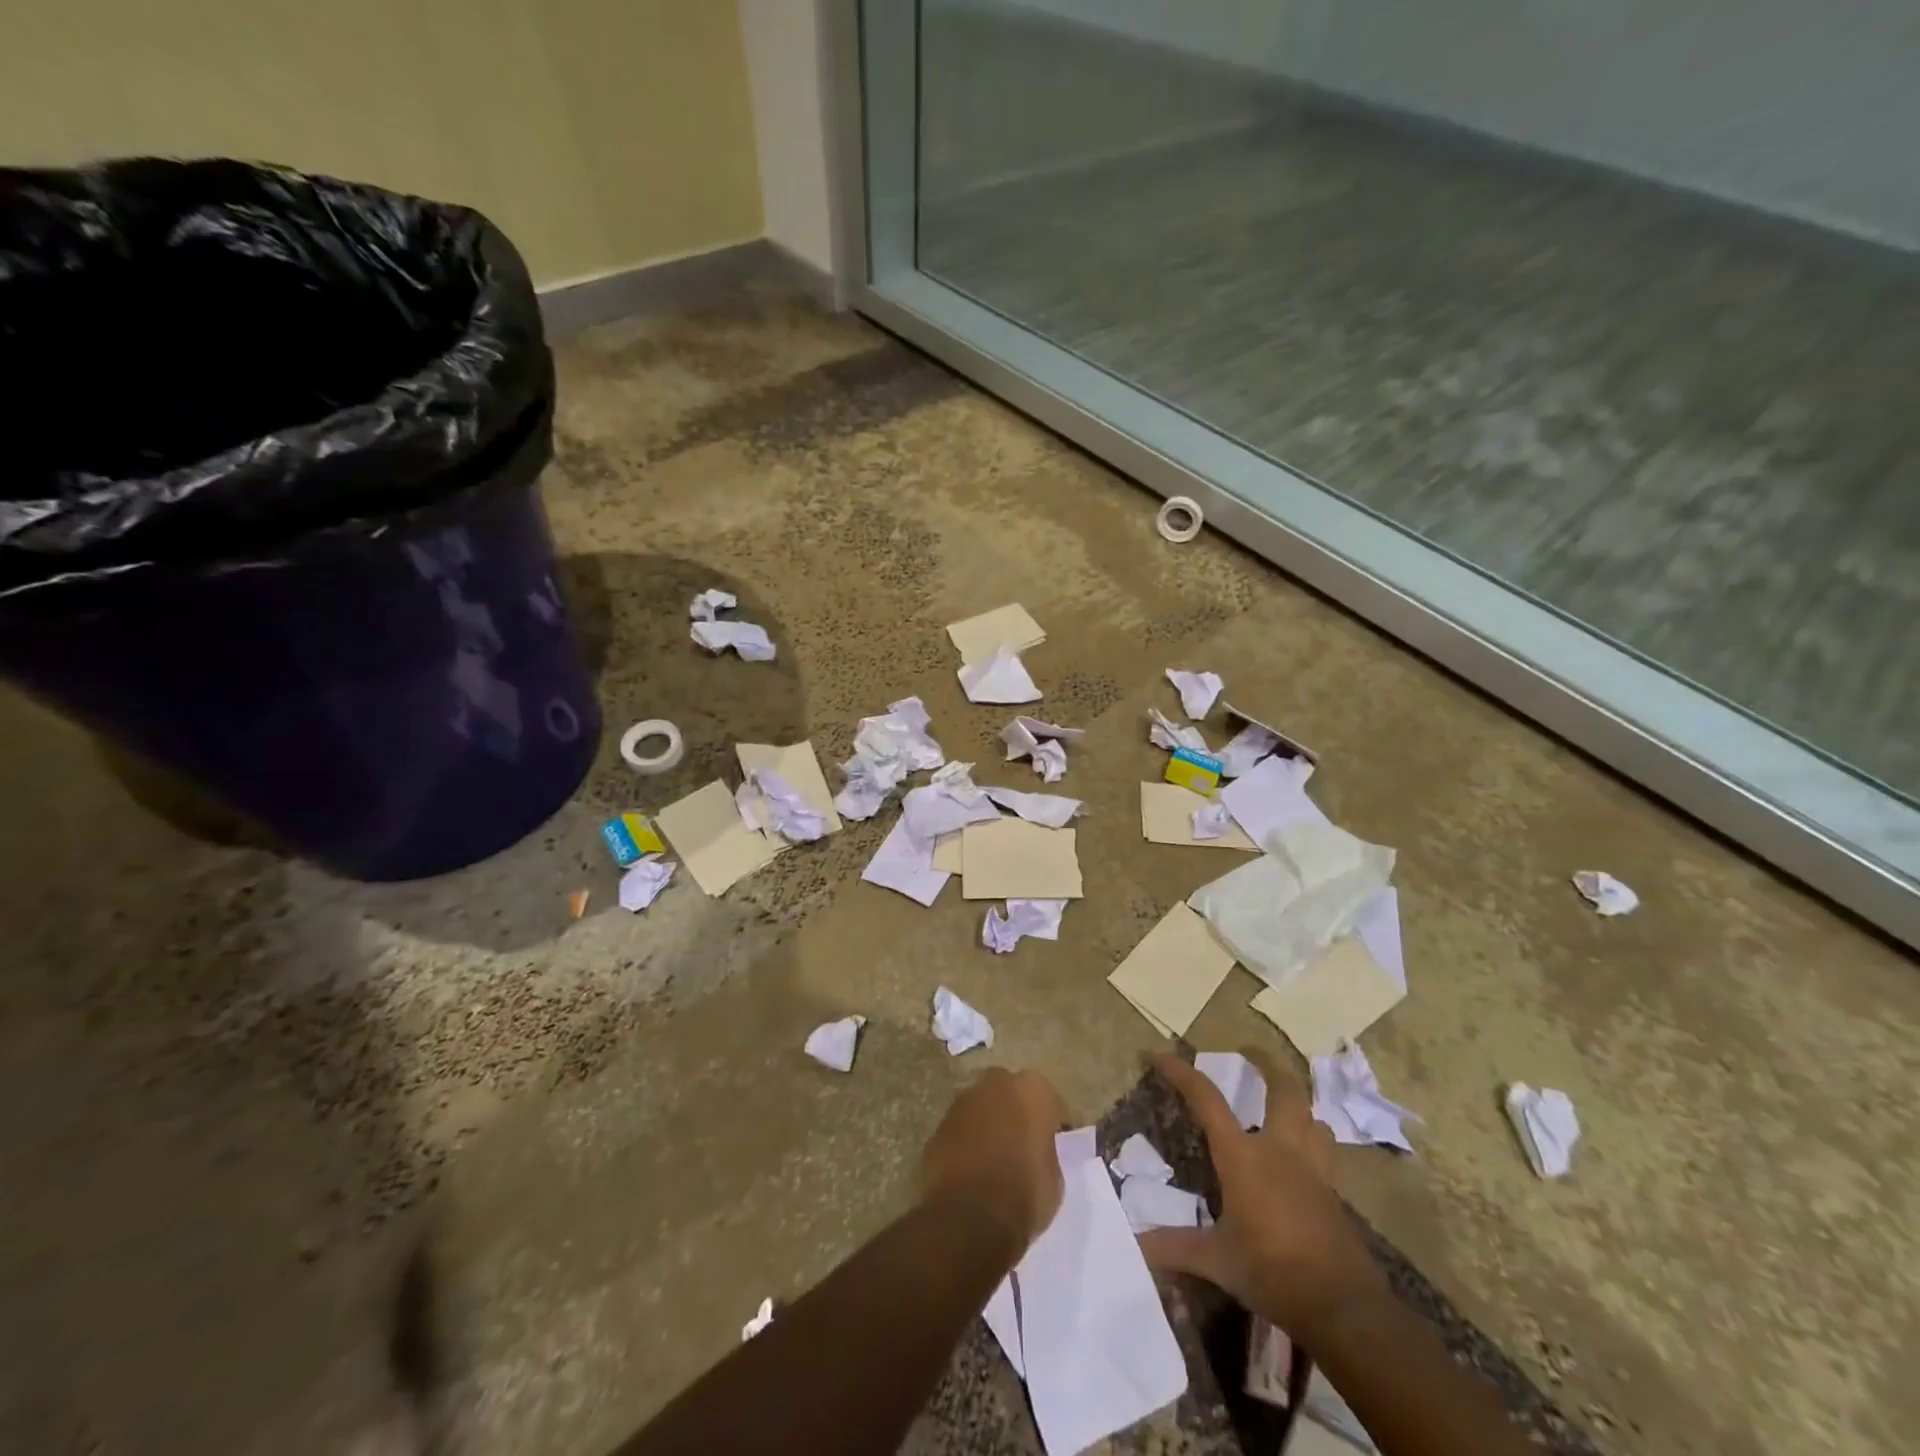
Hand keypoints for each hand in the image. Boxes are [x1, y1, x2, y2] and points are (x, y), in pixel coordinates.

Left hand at [919, 1068, 1067, 1253]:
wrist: (967, 1218)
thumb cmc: (1023, 1195)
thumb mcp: (1054, 1179)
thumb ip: (1045, 1152)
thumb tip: (1036, 1152)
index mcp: (1033, 1090)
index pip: (1051, 1103)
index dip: (1056, 1125)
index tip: (1058, 1144)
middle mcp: (997, 1084)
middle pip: (1012, 1093)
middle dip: (1018, 1113)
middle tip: (1024, 1144)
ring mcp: (964, 1101)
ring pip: (984, 1107)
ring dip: (990, 1123)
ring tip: (996, 1156)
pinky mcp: (940, 1123)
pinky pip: (962, 1128)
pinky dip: (968, 1140)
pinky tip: (973, 1167)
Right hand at [1141, 1053, 1382, 1338]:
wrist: (1343, 1307)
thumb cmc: (1273, 1271)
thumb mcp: (1218, 1260)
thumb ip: (1176, 1247)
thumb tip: (1135, 1244)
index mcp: (1244, 1157)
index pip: (1208, 1101)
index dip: (1183, 1074)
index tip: (1162, 1054)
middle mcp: (1280, 1150)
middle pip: (1284, 1091)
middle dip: (1268, 1066)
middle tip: (1252, 1053)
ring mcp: (1314, 1171)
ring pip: (1313, 1119)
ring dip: (1298, 1106)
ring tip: (1284, 1108)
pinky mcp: (1335, 1195)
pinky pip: (1326, 1153)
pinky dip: (1314, 1143)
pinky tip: (1303, 1162)